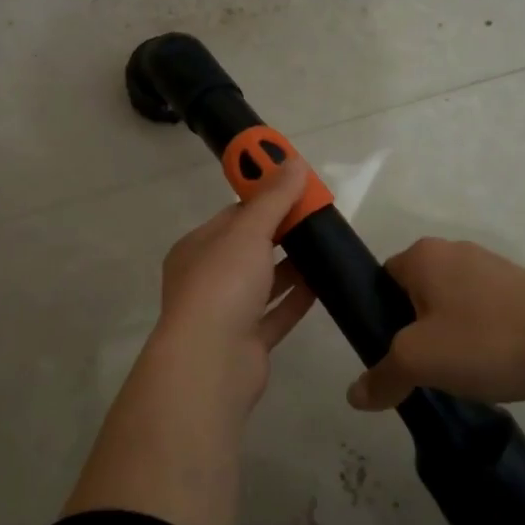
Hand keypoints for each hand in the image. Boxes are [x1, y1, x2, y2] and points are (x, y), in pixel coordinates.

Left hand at [144, 154, 317, 426]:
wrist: (210, 363)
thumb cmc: (222, 284)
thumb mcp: (248, 231)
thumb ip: (273, 198)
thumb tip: (293, 161)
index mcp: (197, 248)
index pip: (234, 215)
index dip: (266, 200)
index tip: (299, 190)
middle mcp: (207, 278)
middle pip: (249, 248)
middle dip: (282, 233)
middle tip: (319, 218)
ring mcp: (226, 313)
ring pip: (263, 283)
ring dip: (291, 267)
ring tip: (327, 248)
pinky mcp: (247, 343)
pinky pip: (275, 314)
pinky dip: (296, 299)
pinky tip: (324, 285)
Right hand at [345, 237, 524, 411]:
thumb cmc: (485, 341)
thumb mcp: (420, 362)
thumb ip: (382, 377)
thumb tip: (354, 396)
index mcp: (424, 255)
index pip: (382, 280)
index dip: (380, 317)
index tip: (393, 353)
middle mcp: (455, 250)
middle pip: (416, 292)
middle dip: (416, 329)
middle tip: (424, 368)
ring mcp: (493, 266)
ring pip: (451, 303)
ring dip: (450, 335)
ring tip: (461, 372)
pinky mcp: (523, 286)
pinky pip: (484, 310)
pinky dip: (481, 335)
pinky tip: (493, 365)